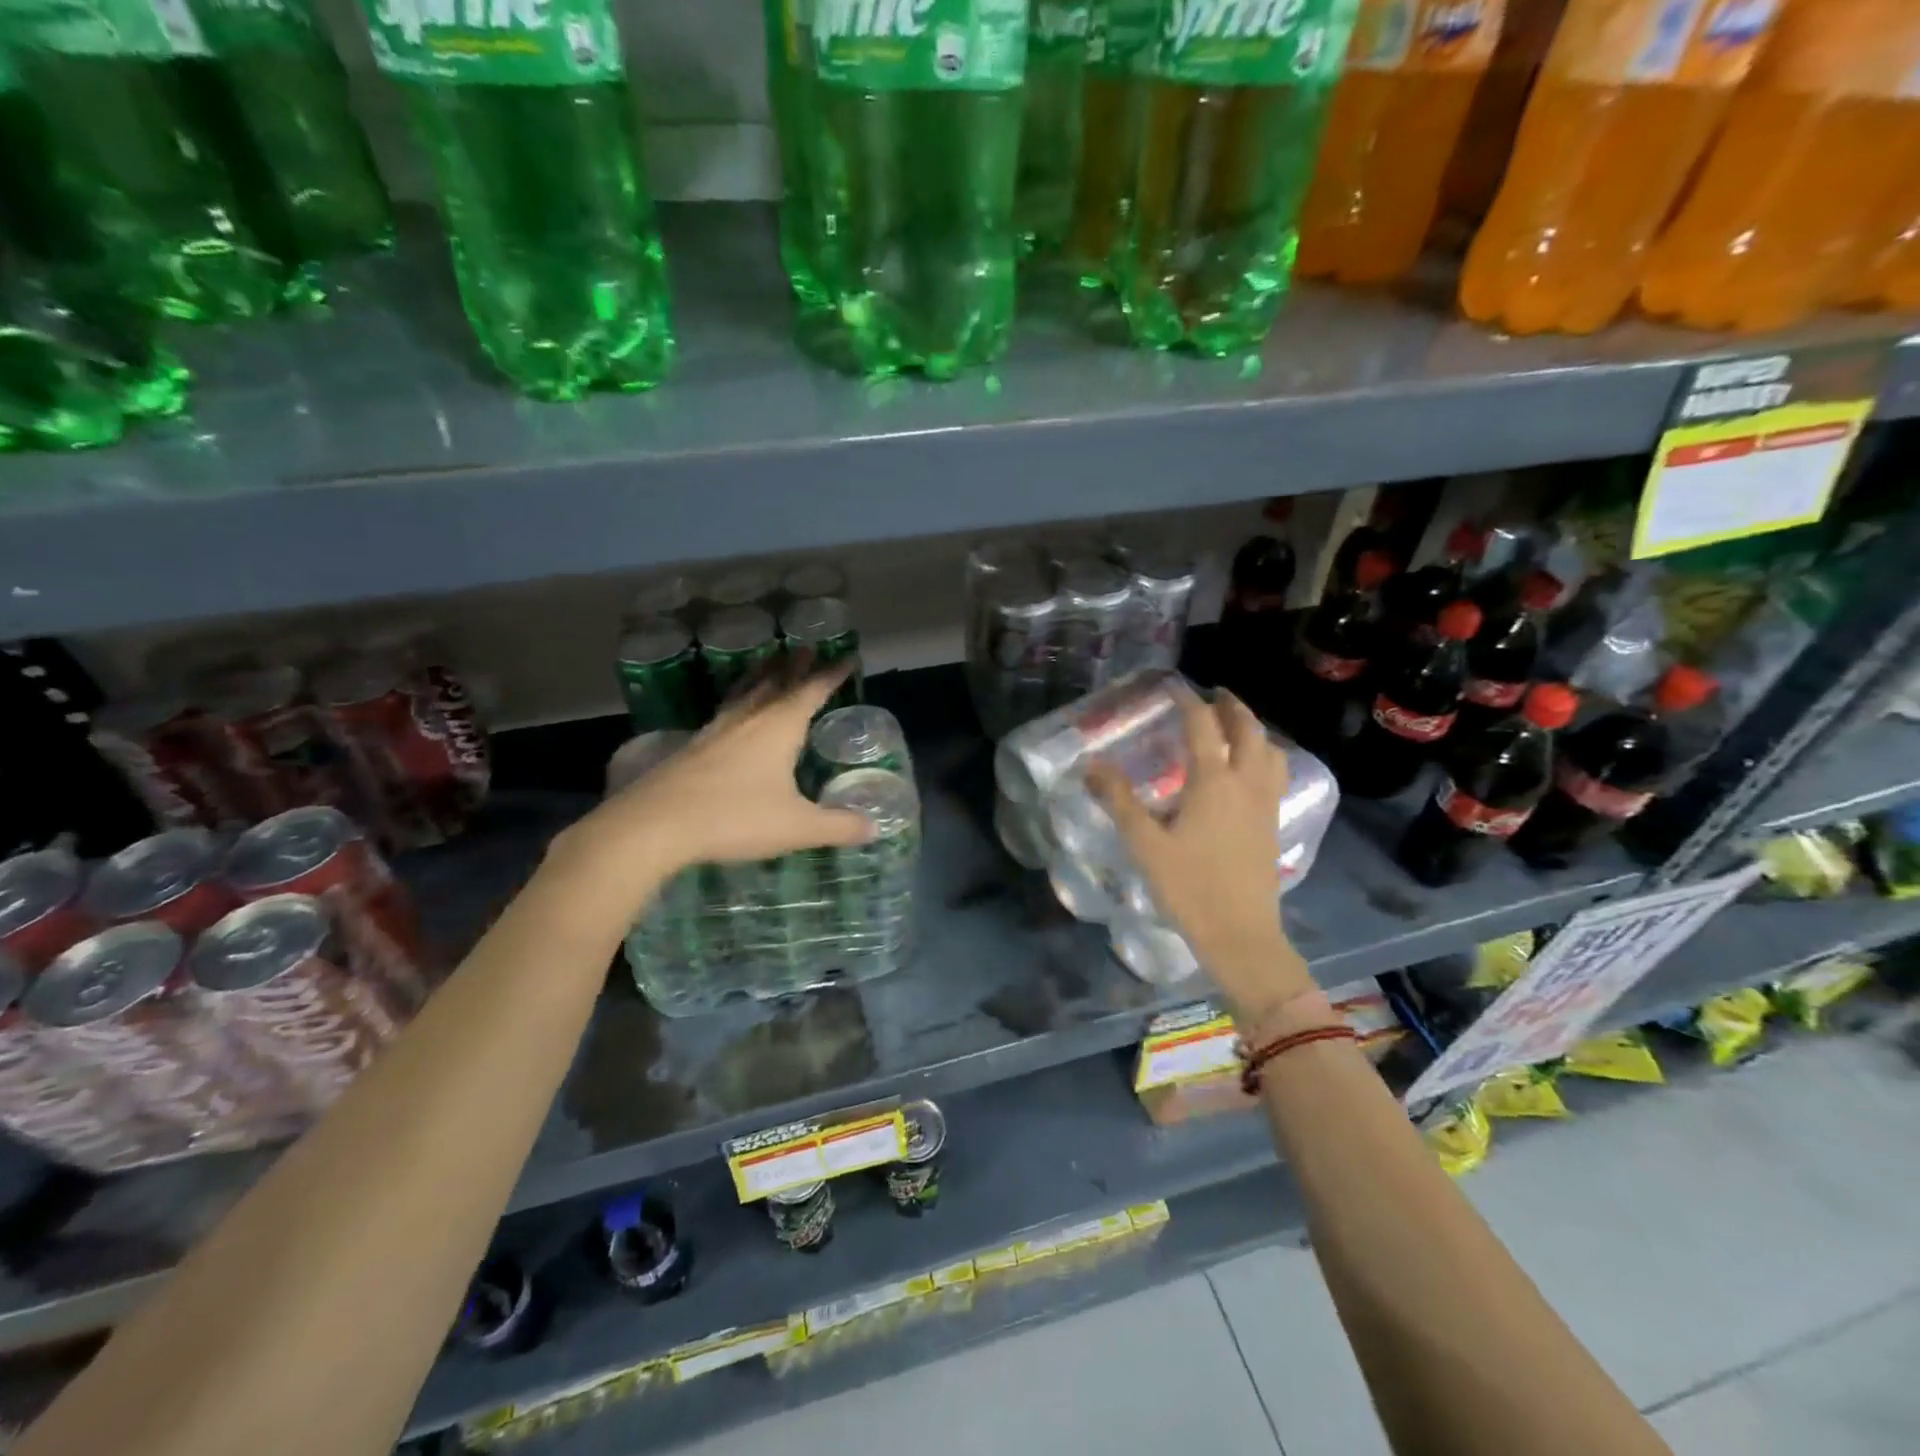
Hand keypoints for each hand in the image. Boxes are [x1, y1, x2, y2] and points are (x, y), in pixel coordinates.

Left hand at [551, 665, 874, 914]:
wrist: (655, 825)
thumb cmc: (735, 818)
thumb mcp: (797, 827)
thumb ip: (837, 826)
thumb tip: (874, 828)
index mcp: (779, 727)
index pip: (812, 691)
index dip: (832, 675)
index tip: (847, 657)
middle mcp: (749, 719)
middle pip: (775, 682)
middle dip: (794, 665)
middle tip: (805, 646)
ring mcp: (717, 730)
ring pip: (746, 692)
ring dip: (762, 675)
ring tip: (769, 662)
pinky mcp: (694, 746)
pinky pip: (726, 711)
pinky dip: (739, 699)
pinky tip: (734, 713)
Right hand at [1087, 688, 1313, 1020]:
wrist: (1240, 934)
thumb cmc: (1189, 887)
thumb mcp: (1145, 844)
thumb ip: (1118, 801)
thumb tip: (1091, 765)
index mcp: (1213, 782)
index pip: (1203, 727)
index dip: (1189, 703)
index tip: (1175, 689)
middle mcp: (1246, 784)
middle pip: (1249, 731)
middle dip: (1232, 707)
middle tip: (1214, 695)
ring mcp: (1264, 804)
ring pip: (1271, 751)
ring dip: (1255, 730)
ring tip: (1237, 727)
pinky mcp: (1272, 825)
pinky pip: (1275, 774)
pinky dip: (1265, 756)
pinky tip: (1250, 771)